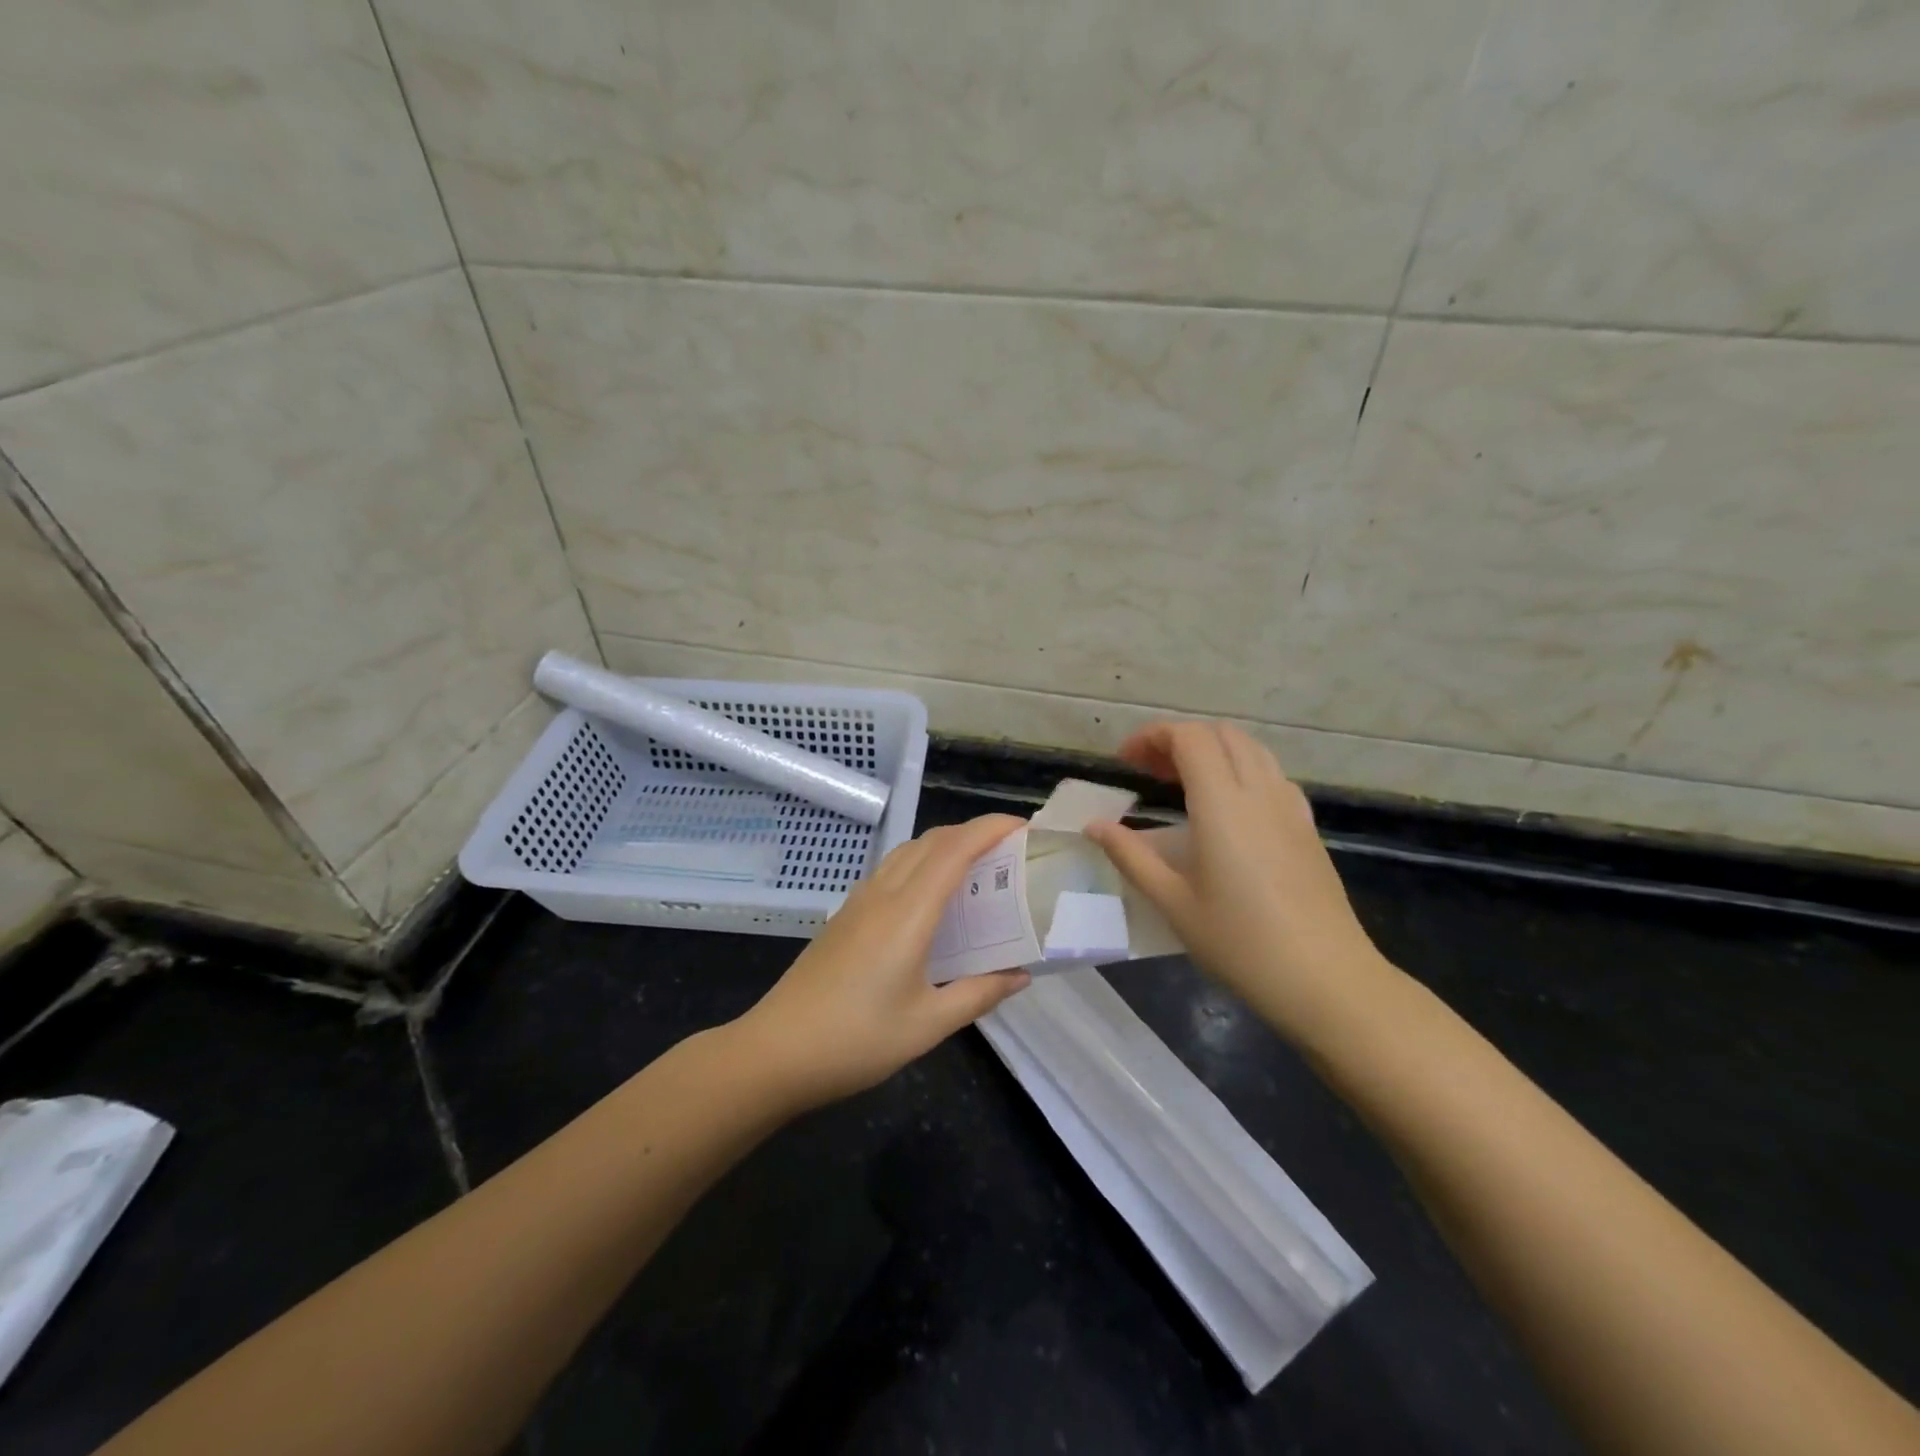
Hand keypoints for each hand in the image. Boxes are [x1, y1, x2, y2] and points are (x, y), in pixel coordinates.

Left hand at [736, 815, 1031, 1107]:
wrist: (776, 1051)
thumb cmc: (856, 1041)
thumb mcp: (928, 1025)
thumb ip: (978, 994)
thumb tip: (1020, 976)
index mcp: (907, 913)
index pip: (954, 850)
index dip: (990, 829)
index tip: (1024, 827)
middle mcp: (883, 894)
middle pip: (932, 840)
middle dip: (973, 832)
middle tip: (1010, 851)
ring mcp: (859, 901)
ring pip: (908, 851)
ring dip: (945, 845)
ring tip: (977, 868)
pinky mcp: (845, 915)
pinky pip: (891, 870)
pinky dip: (921, 863)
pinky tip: (932, 898)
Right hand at [1085, 722, 1393, 1042]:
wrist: (1325, 978)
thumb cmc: (1240, 942)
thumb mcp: (1173, 902)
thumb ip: (1130, 856)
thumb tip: (1094, 826)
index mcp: (1222, 804)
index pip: (1189, 738)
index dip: (1153, 736)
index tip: (1125, 760)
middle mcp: (1259, 792)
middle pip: (1221, 734)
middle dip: (1179, 739)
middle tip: (1148, 770)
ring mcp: (1290, 807)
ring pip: (1251, 749)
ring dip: (1212, 750)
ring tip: (1182, 782)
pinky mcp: (1307, 827)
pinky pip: (1272, 775)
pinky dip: (1241, 769)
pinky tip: (1228, 807)